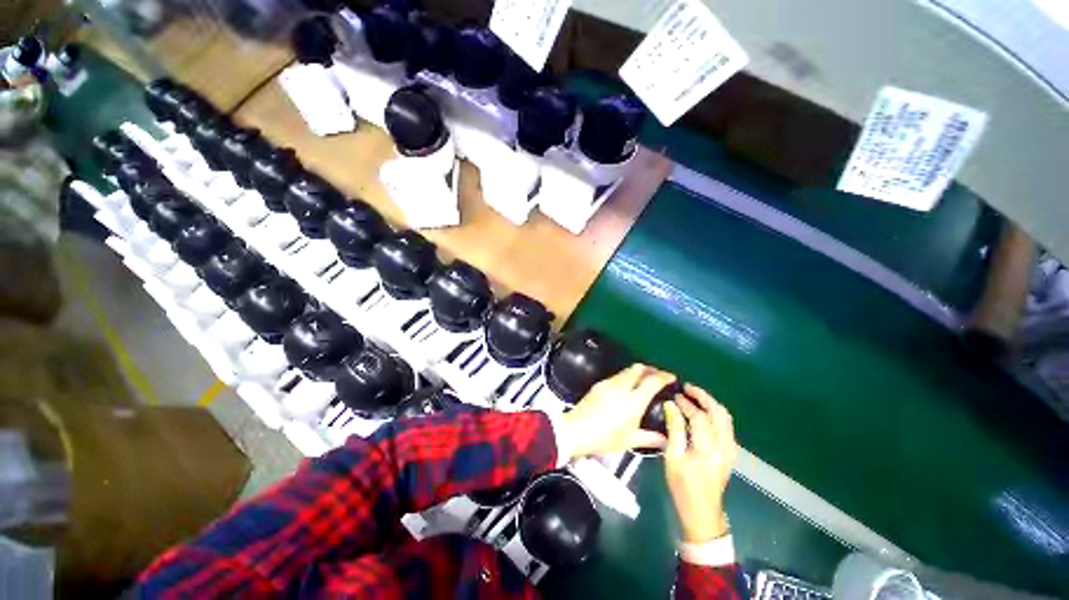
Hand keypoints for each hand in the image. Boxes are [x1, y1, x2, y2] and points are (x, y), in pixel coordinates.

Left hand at [559, 364, 674, 457]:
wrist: (577, 430)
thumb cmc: (606, 438)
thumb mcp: (630, 441)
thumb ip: (650, 438)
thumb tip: (665, 439)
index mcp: (633, 400)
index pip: (652, 381)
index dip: (663, 376)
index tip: (671, 377)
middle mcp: (621, 387)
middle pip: (638, 368)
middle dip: (650, 369)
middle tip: (658, 376)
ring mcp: (608, 383)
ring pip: (626, 371)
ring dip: (637, 372)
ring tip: (643, 381)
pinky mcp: (598, 385)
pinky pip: (616, 376)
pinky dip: (626, 377)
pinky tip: (626, 388)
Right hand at [664, 384, 736, 542]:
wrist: (702, 512)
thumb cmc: (682, 486)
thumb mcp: (672, 458)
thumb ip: (673, 430)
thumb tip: (671, 406)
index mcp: (707, 449)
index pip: (700, 417)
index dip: (687, 404)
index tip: (674, 395)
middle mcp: (724, 446)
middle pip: (719, 413)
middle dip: (704, 397)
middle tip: (688, 387)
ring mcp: (730, 450)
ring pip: (726, 418)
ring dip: (711, 403)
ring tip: (694, 396)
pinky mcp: (730, 453)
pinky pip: (726, 426)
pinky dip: (715, 413)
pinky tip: (703, 412)